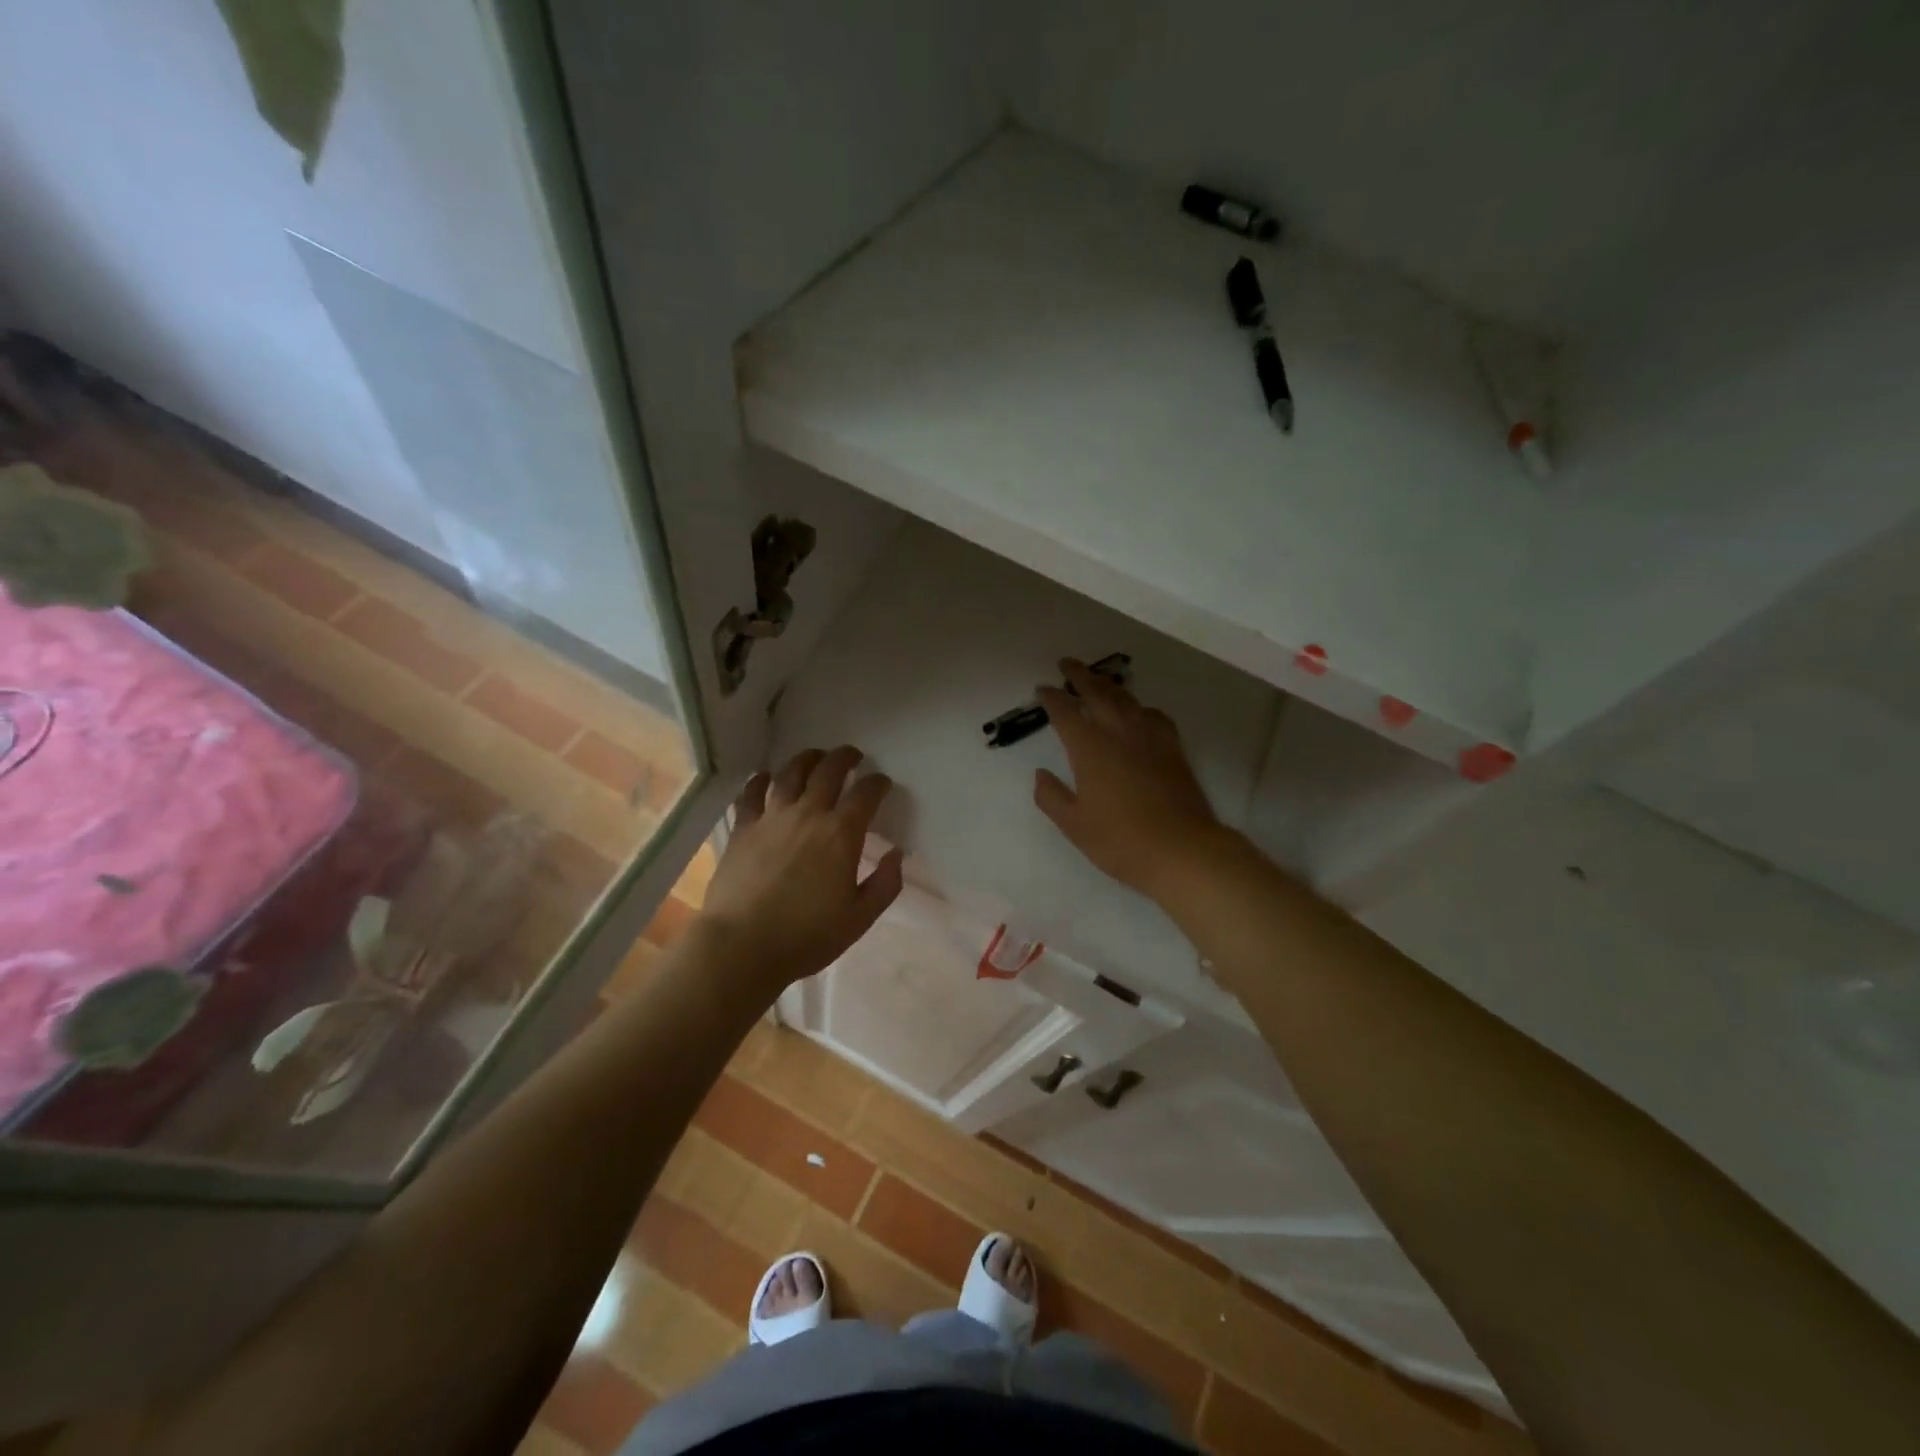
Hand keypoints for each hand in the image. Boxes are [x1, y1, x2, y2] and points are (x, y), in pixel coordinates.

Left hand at [698, 746, 904, 988]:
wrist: (742, 946)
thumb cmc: (807, 936)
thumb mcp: (859, 918)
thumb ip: (885, 884)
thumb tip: (896, 853)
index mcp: (841, 834)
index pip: (865, 793)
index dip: (877, 783)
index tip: (882, 783)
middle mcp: (808, 814)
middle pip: (828, 771)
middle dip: (845, 758)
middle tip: (852, 756)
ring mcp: (771, 818)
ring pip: (791, 773)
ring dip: (807, 759)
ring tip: (815, 757)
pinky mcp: (743, 828)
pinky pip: (751, 793)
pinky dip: (761, 780)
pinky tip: (765, 777)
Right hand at [1034, 659, 1222, 897]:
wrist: (1181, 849)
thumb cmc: (1120, 840)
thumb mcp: (1074, 825)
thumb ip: (1051, 797)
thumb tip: (1040, 774)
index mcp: (1089, 748)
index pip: (1066, 712)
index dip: (1052, 698)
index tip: (1042, 688)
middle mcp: (1118, 733)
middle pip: (1097, 693)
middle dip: (1080, 675)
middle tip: (1067, 664)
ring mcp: (1149, 737)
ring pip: (1126, 699)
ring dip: (1108, 685)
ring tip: (1098, 680)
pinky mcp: (1172, 748)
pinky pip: (1153, 715)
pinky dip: (1139, 707)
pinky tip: (1138, 712)